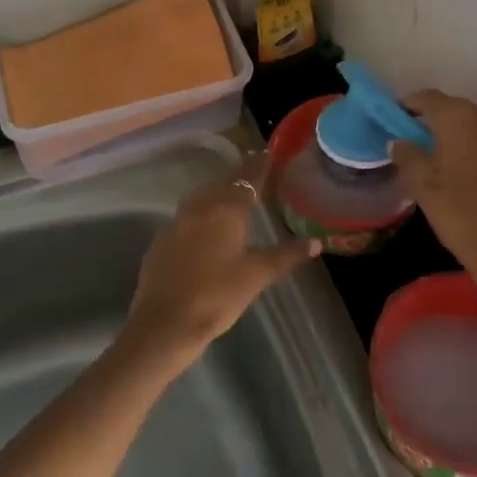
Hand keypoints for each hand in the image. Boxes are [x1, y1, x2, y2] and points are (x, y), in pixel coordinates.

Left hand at [126, 156, 319, 360]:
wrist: (164, 324)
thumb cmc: (217, 295)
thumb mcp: (257, 275)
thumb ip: (286, 255)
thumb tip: (316, 242)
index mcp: (226, 210)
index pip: (247, 179)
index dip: (259, 166)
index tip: (268, 153)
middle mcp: (199, 208)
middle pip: (222, 183)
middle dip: (238, 175)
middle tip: (252, 170)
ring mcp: (176, 223)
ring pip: (201, 197)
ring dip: (216, 190)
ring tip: (230, 193)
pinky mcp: (161, 241)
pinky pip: (185, 216)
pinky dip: (200, 212)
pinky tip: (204, 226)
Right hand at [390, 91, 476, 325]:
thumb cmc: (465, 220)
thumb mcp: (424, 191)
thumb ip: (408, 158)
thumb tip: (401, 141)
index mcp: (461, 118)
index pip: (429, 98)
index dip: (411, 107)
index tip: (400, 122)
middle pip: (462, 114)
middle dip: (444, 129)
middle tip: (431, 156)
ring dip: (475, 144)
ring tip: (466, 174)